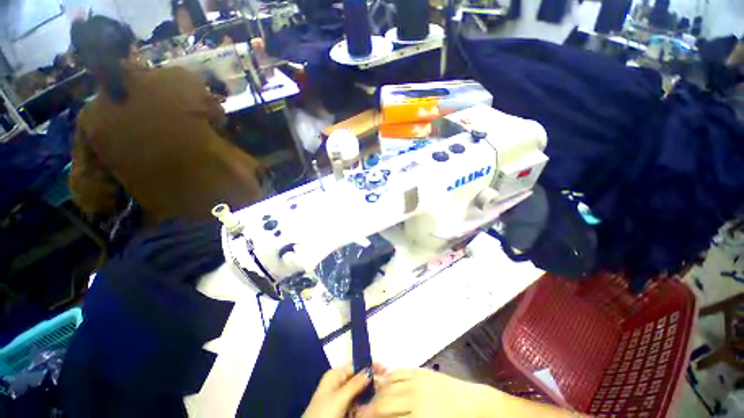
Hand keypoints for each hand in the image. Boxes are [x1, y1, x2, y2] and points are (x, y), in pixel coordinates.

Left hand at [303, 365, 382, 417]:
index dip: (369, 365)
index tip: (384, 368)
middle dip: (371, 379)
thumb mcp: (340, 397)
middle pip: (358, 378)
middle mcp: (338, 384)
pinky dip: (365, 404)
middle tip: (386, 380)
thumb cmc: (324, 413)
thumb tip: (370, 370)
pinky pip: (356, 404)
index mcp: (335, 376)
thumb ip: (355, 384)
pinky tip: (373, 405)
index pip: (355, 366)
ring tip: (382, 390)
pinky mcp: (342, 411)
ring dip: (370, 391)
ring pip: (359, 392)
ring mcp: (340, 398)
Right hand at [359, 368, 492, 417]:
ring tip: (371, 400)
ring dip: (377, 394)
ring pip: (388, 385)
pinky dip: (387, 378)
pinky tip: (383, 384)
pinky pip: (398, 372)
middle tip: (362, 413)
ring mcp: (417, 381)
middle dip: (369, 410)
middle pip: (383, 403)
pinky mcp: (420, 371)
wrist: (473, 405)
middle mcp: (416, 398)